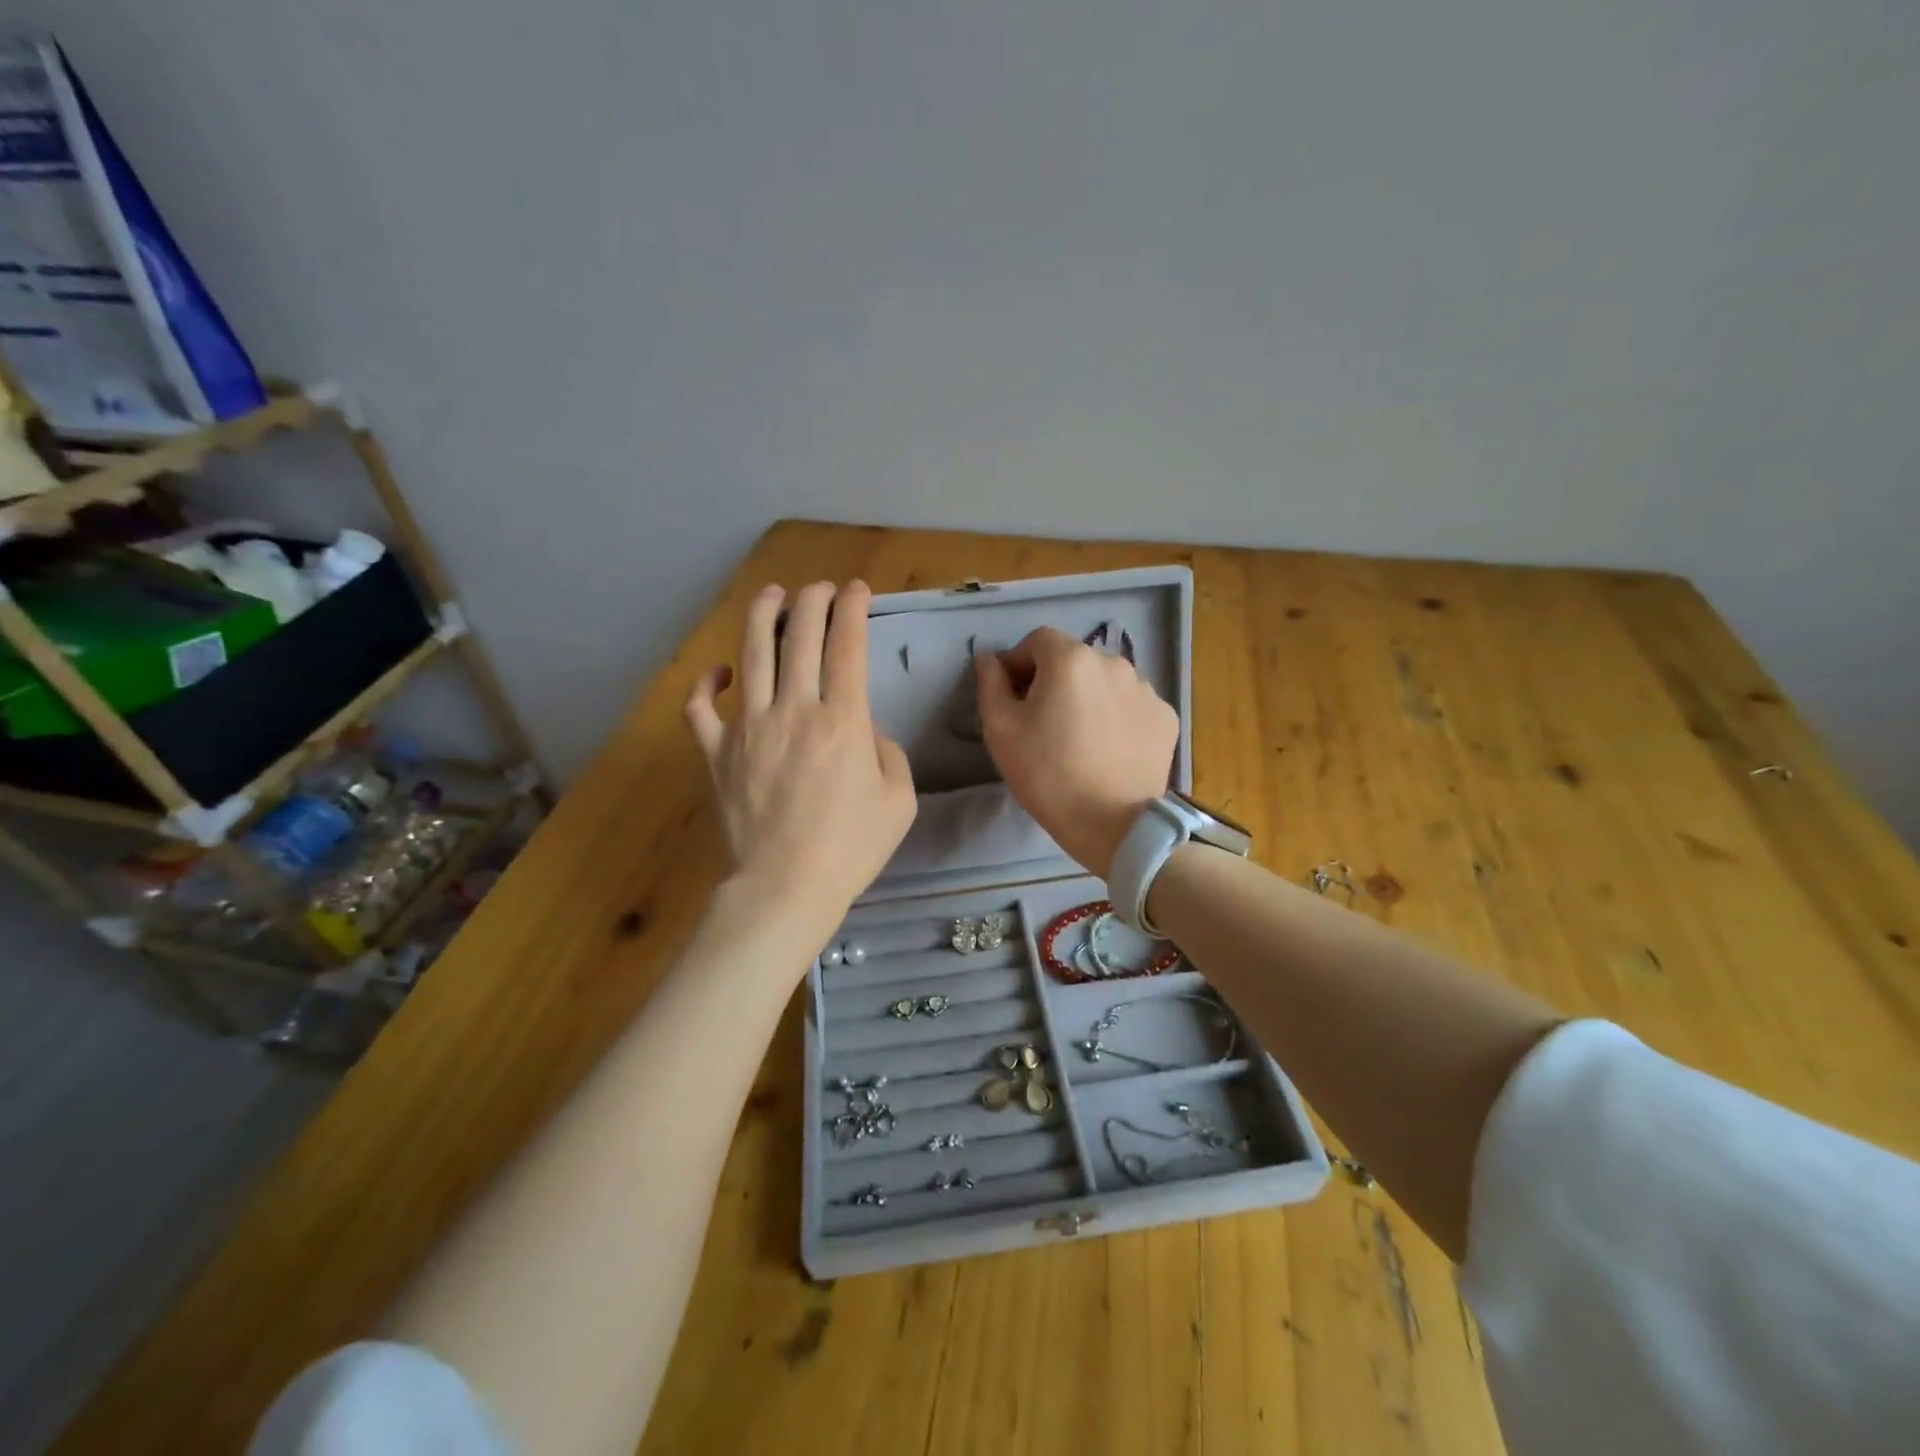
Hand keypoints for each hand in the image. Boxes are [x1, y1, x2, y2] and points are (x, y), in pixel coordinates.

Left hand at [685, 581, 916, 932]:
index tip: (857, 590)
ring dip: (762, 617)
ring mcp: (748, 728)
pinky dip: (706, 685)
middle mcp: (793, 710)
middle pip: (800, 638)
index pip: (847, 646)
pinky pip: (701, 708)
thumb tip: (863, 730)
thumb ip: (887, 752)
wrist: (787, 887)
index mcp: (842, 720)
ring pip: (751, 655)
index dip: (853, 610)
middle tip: (820, 589)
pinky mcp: (716, 752)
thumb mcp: (899, 800)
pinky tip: (718, 671)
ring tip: (771, 594)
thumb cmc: (851, 847)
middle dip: (812, 602)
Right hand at [976, 626, 1178, 878]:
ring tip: (1079, 737)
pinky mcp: (1165, 717)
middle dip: (1054, 680)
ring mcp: (1146, 689)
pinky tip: (1107, 749)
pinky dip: (1116, 717)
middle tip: (1042, 722)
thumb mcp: (1001, 730)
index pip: (1037, 640)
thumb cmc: (1047, 774)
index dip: (1019, 663)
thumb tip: (989, 659)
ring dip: (1088, 696)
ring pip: (1105, 681)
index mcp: (1071, 659)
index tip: (1012, 697)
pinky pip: (1130, 705)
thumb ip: (990, 684)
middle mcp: (1113, 662)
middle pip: (1074, 659)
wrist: (1113, 824)